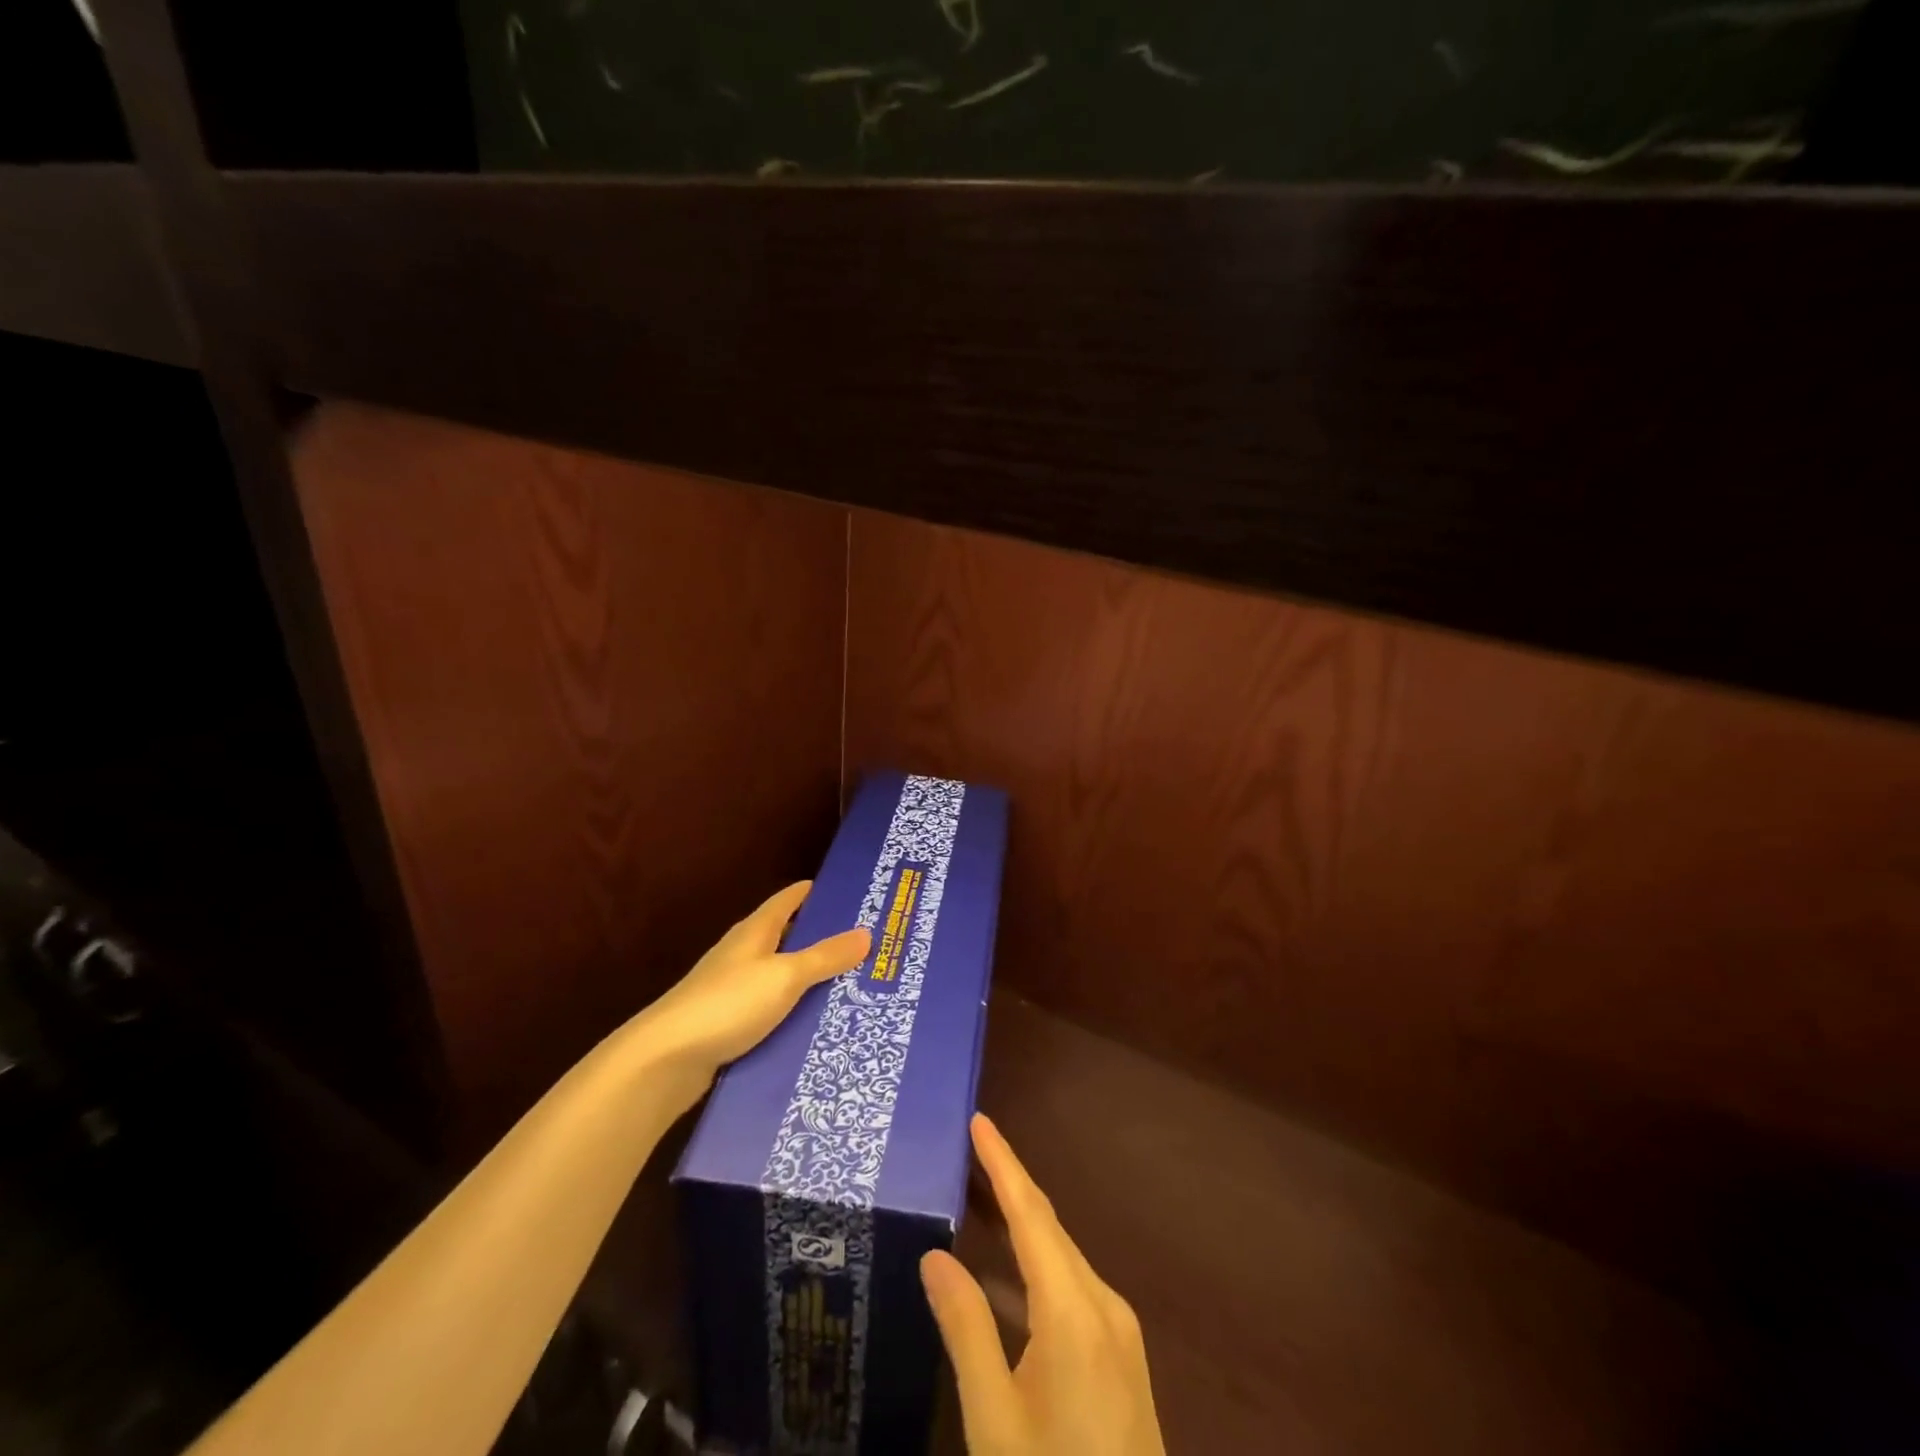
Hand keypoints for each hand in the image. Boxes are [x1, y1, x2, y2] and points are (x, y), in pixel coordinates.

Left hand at [640, 881, 868, 1074]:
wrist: (665, 1061)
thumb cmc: (727, 1004)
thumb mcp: (785, 976)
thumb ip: (824, 956)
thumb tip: (866, 932)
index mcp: (756, 931)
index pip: (790, 899)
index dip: (818, 892)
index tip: (852, 893)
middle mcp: (744, 954)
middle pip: (790, 939)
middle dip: (826, 941)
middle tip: (870, 947)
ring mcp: (735, 991)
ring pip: (784, 979)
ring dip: (813, 982)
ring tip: (857, 988)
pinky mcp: (731, 1025)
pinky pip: (774, 1012)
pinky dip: (796, 1015)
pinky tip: (820, 1028)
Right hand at [921, 1115, 1165, 1455]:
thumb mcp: (994, 1421)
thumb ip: (966, 1329)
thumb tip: (936, 1254)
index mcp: (1074, 1310)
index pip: (1031, 1213)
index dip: (1003, 1163)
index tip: (979, 1120)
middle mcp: (1103, 1304)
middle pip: (1049, 1227)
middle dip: (1009, 1184)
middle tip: (969, 1149)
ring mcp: (1118, 1332)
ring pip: (1061, 1258)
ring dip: (1021, 1226)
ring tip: (978, 1197)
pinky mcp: (1120, 1358)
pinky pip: (1071, 1289)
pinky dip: (1035, 1268)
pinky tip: (1005, 1278)